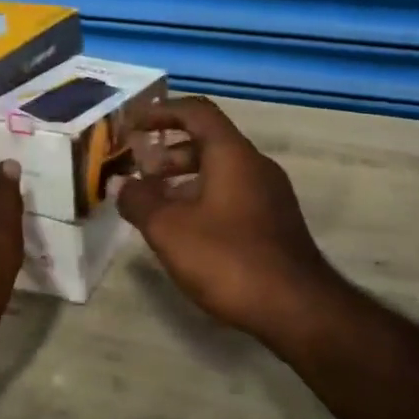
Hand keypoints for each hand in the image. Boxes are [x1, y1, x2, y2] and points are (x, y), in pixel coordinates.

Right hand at [116, 96, 341, 344]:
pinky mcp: (275, 221)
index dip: (161, 112)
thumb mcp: (170, 230)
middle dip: (168, 152)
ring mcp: (270, 194)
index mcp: (232, 154)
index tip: (132, 126)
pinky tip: (186, 230)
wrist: (296, 306)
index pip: (196, 112)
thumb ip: (140, 202)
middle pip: (208, 142)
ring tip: (155, 205)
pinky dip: (204, 198)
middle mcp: (256, 165)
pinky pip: (233, 194)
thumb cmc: (228, 259)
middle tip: (139, 173)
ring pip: (221, 171)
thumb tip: (122, 185)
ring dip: (184, 179)